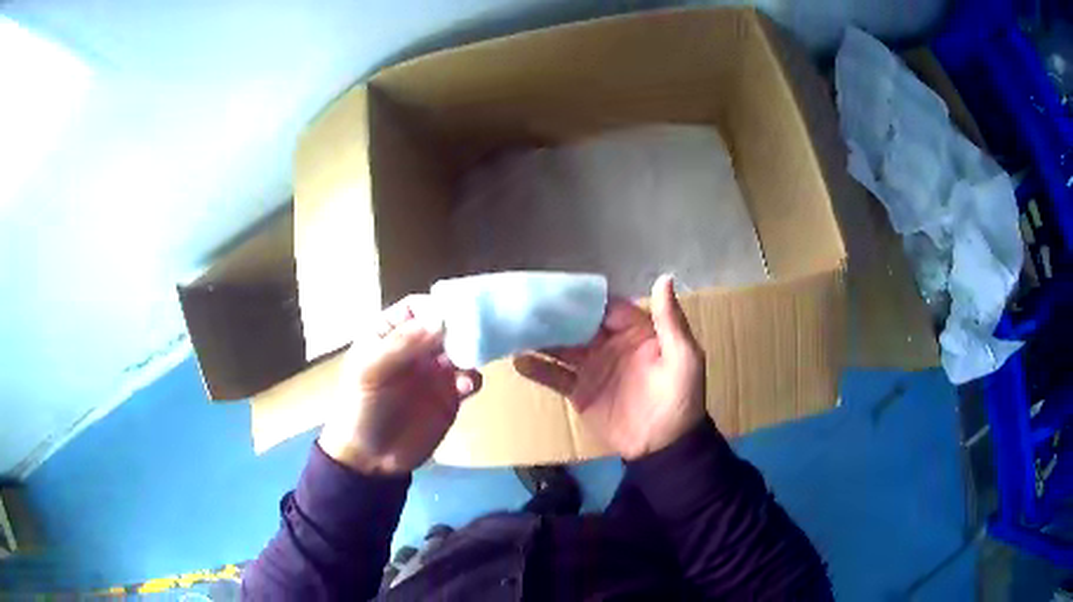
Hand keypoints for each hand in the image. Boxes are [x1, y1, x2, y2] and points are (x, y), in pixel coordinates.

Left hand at [318, 295, 481, 474]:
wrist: (370, 459)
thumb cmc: (361, 407)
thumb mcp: (370, 371)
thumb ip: (401, 344)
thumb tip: (440, 318)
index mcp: (389, 334)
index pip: (416, 308)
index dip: (435, 306)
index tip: (455, 312)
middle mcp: (415, 347)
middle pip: (445, 325)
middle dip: (462, 325)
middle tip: (477, 331)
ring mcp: (435, 371)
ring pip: (462, 349)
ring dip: (471, 350)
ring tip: (469, 361)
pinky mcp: (450, 396)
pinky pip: (470, 379)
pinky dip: (473, 378)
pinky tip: (465, 388)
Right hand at [514, 275, 705, 459]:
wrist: (664, 447)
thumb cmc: (680, 398)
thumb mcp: (683, 357)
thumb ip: (670, 320)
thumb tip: (664, 278)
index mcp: (634, 332)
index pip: (604, 307)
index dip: (582, 298)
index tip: (554, 287)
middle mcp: (610, 345)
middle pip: (577, 325)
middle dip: (554, 315)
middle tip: (523, 305)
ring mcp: (592, 369)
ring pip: (561, 347)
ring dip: (539, 339)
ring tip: (512, 328)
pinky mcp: (580, 392)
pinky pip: (555, 377)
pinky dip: (537, 369)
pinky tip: (518, 361)